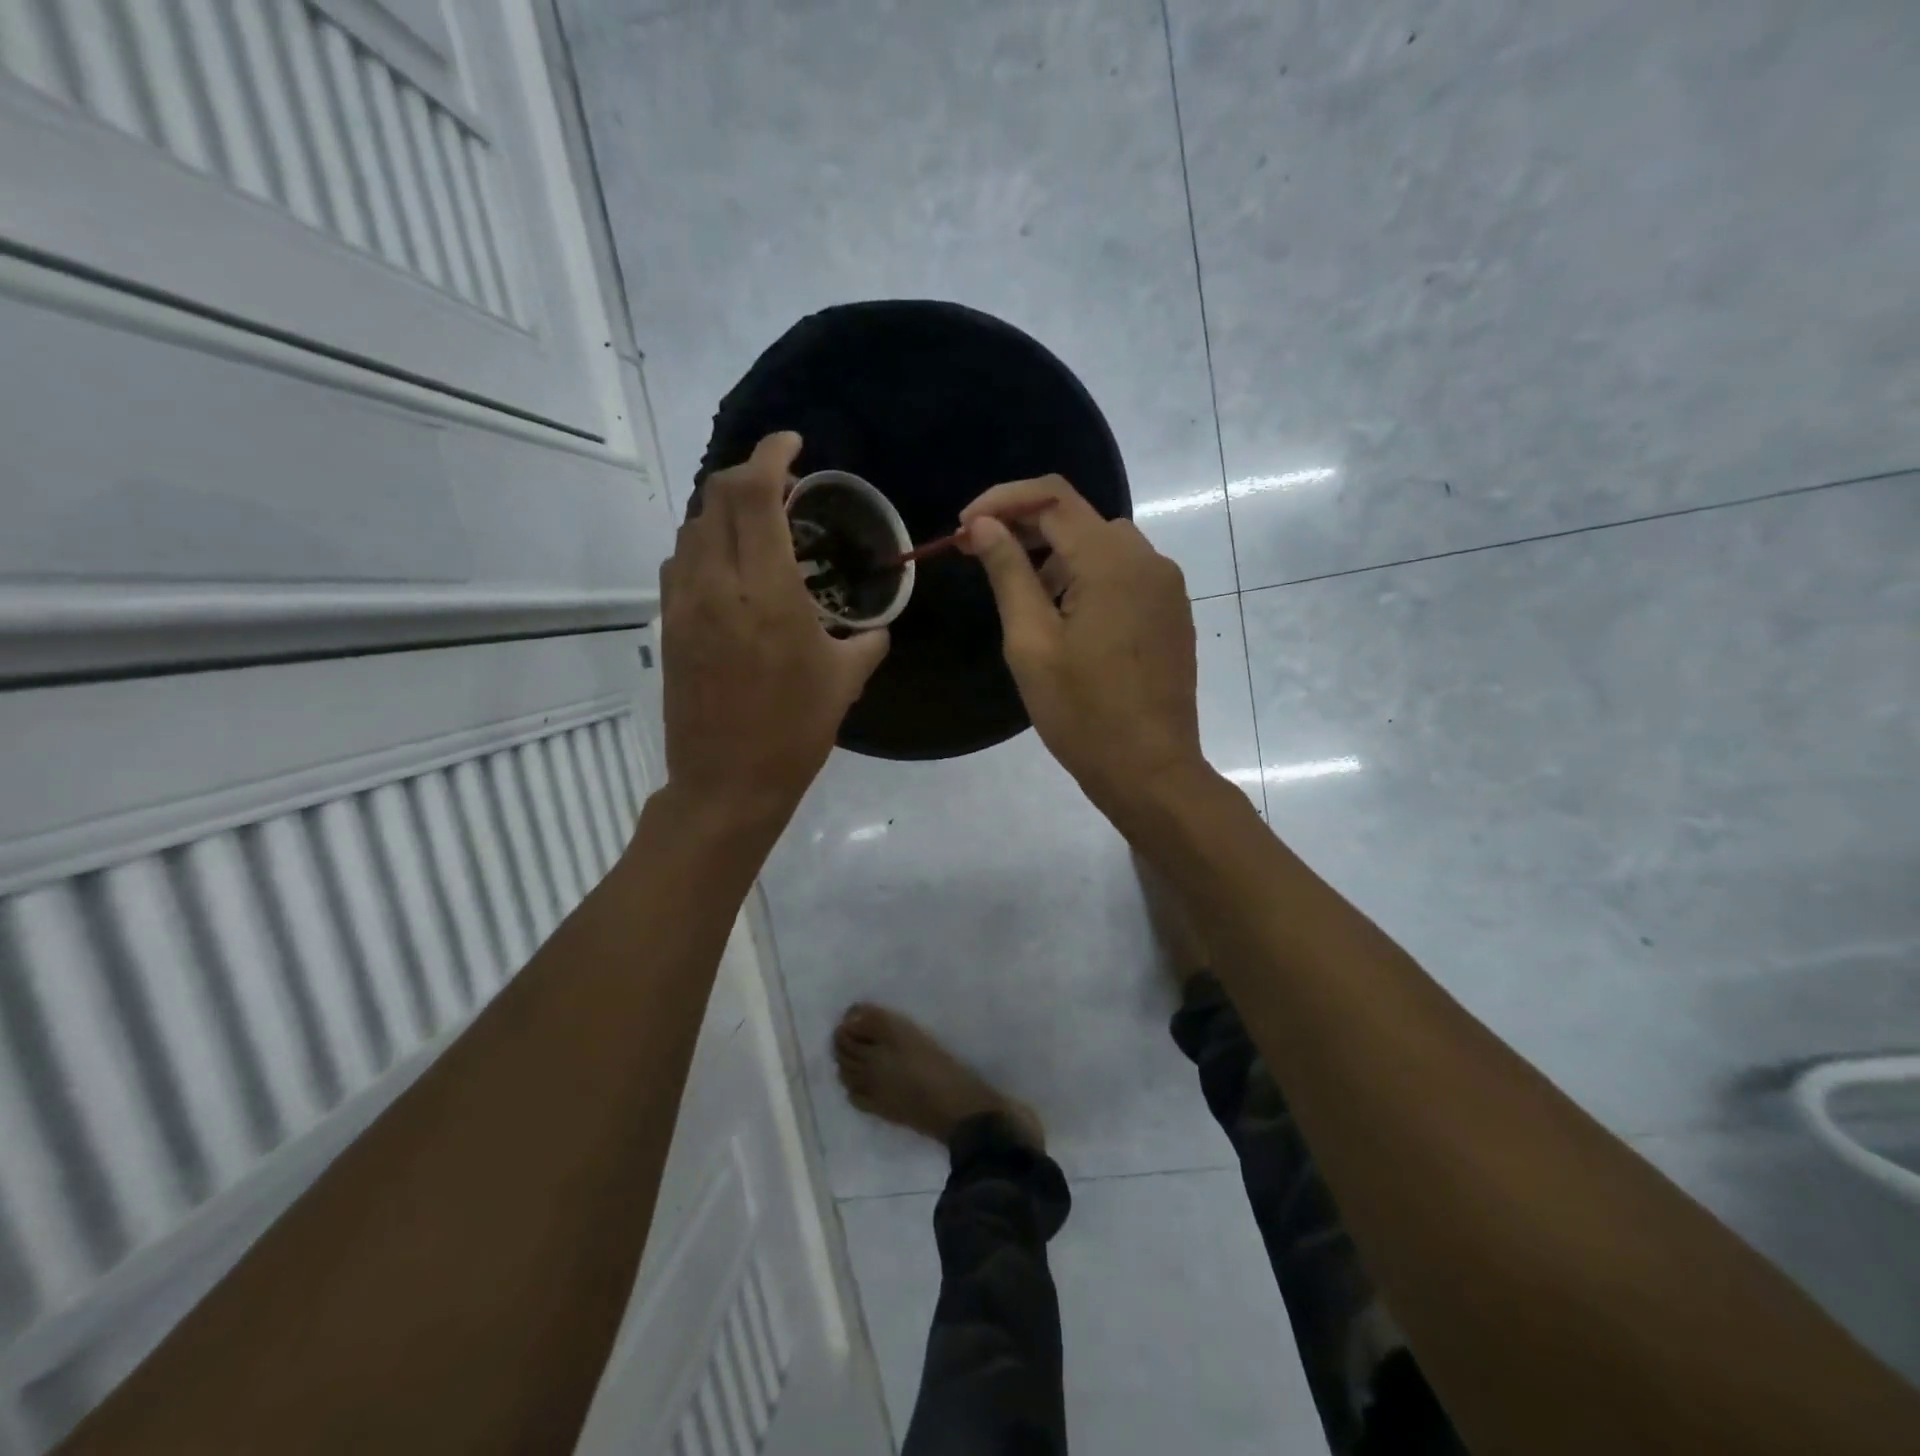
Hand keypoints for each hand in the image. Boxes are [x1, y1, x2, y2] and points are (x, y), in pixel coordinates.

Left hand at [658, 433, 888, 835]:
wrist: (727, 781)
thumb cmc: (794, 731)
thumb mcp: (845, 681)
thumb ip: (868, 641)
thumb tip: (878, 626)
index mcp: (766, 591)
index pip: (753, 493)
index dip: (770, 454)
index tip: (794, 445)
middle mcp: (716, 583)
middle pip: (716, 495)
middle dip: (749, 473)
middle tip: (783, 483)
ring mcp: (684, 603)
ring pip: (693, 526)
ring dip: (724, 509)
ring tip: (759, 523)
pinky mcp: (670, 625)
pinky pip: (681, 560)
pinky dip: (706, 543)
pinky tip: (731, 565)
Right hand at [959, 476, 1209, 818]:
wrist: (1150, 770)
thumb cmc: (1082, 713)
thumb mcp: (1031, 642)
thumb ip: (1008, 573)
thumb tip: (984, 525)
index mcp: (1111, 562)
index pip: (1052, 497)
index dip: (1002, 501)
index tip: (963, 528)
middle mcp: (1148, 560)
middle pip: (1079, 517)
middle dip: (1025, 528)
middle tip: (980, 558)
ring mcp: (1166, 587)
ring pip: (1102, 545)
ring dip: (1057, 556)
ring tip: (1025, 600)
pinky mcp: (1171, 612)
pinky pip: (1124, 574)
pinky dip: (1088, 577)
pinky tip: (1068, 619)